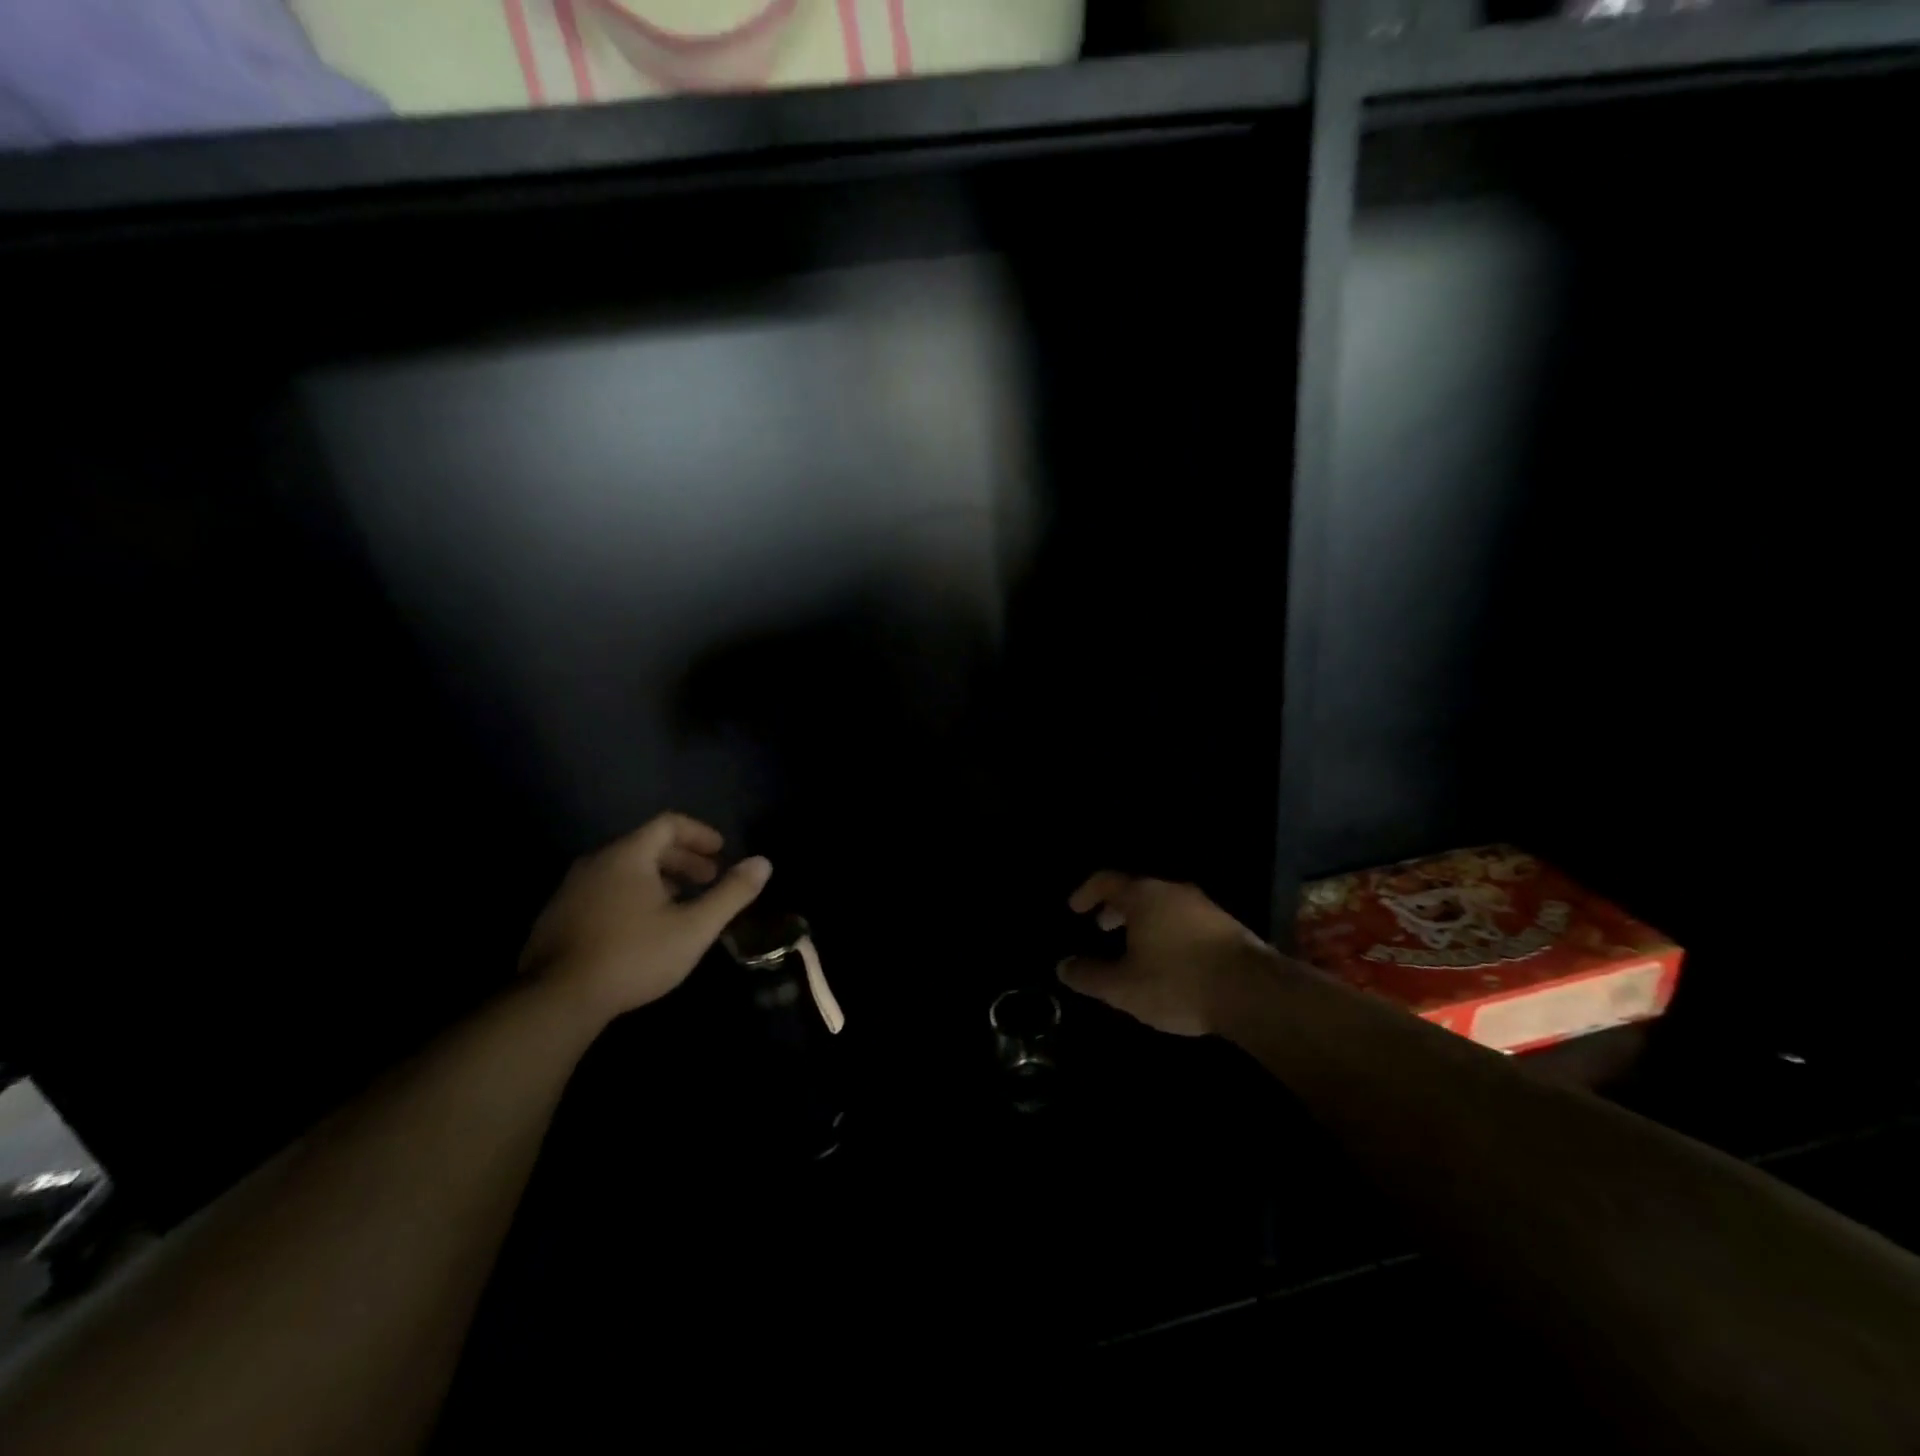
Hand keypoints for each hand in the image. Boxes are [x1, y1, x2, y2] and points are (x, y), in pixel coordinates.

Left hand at [519, 813, 771, 1021]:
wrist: (556, 1001)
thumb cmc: (634, 955)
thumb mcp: (694, 927)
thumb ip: (731, 893)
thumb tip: (764, 862)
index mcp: (628, 855)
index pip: (668, 824)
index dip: (699, 834)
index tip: (721, 852)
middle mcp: (596, 862)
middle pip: (646, 845)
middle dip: (683, 859)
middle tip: (708, 880)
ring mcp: (571, 889)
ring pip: (624, 870)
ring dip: (658, 879)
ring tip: (681, 905)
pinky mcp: (557, 917)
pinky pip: (604, 890)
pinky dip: (632, 895)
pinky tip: (643, 928)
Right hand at [1056, 873, 1278, 1036]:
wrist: (1253, 992)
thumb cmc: (1178, 982)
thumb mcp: (1123, 987)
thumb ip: (1089, 976)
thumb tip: (1063, 966)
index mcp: (1143, 896)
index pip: (1106, 880)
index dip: (1087, 892)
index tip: (1075, 909)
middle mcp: (1173, 891)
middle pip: (1136, 890)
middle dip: (1116, 908)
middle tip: (1102, 927)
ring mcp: (1204, 906)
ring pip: (1163, 904)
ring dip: (1144, 921)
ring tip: (1135, 947)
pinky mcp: (1227, 926)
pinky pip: (1185, 919)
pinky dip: (1167, 930)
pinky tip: (1170, 960)